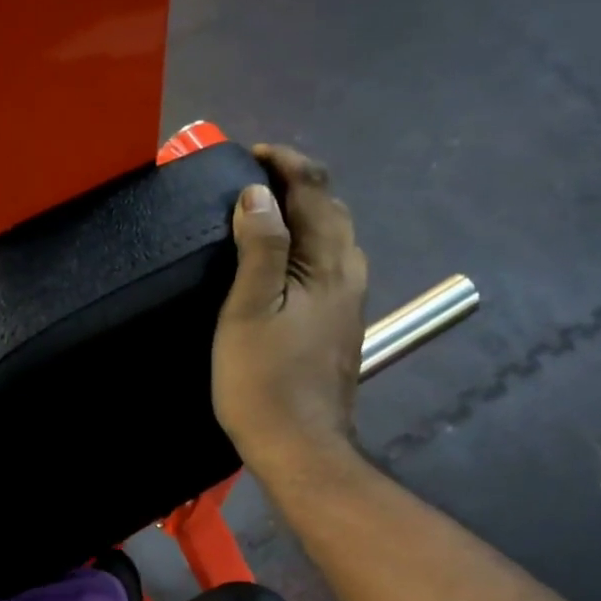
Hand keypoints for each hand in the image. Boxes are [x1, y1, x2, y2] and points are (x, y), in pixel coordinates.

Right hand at [212, 144, 368, 479]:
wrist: (300, 447)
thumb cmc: (265, 381)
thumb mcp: (249, 310)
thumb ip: (259, 248)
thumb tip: (257, 193)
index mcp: (330, 264)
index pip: (315, 190)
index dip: (285, 163)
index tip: (250, 153)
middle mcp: (351, 275)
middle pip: (332, 210)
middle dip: (298, 184)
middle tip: (253, 179)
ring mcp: (350, 303)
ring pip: (335, 239)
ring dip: (305, 214)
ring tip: (265, 213)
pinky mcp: (341, 326)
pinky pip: (330, 265)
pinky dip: (308, 244)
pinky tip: (284, 262)